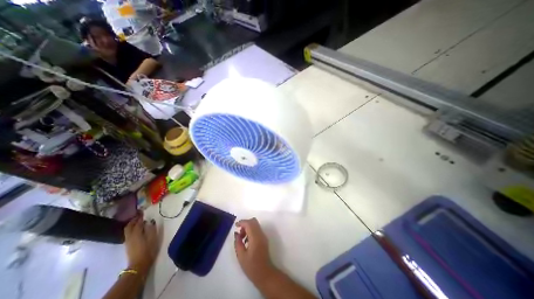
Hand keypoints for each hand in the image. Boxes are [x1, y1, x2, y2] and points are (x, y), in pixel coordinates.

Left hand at [123, 214, 158, 276]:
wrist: (139, 264)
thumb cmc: (149, 249)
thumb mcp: (153, 237)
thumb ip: (151, 228)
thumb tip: (150, 221)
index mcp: (136, 233)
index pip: (137, 222)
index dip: (140, 217)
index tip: (144, 211)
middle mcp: (130, 236)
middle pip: (129, 226)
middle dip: (133, 220)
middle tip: (139, 215)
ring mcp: (128, 241)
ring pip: (128, 230)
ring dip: (132, 224)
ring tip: (139, 221)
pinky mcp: (128, 245)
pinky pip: (128, 233)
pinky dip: (132, 229)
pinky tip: (138, 229)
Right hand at [234, 218, 276, 284]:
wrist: (265, 273)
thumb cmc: (252, 267)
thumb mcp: (241, 256)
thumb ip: (238, 242)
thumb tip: (236, 233)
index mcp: (255, 237)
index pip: (249, 223)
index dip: (242, 222)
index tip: (235, 225)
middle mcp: (260, 234)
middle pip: (253, 221)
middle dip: (245, 224)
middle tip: (239, 233)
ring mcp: (263, 236)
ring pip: (255, 225)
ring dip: (248, 227)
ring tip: (242, 239)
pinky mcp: (264, 239)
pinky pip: (257, 229)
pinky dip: (251, 231)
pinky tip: (247, 241)